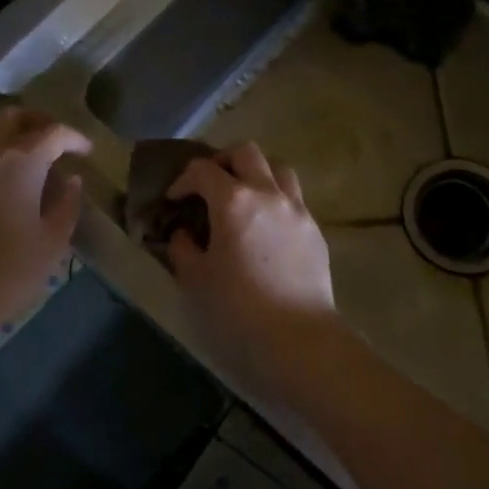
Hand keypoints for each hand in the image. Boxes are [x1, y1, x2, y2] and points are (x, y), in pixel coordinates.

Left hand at [0, 107, 90, 363]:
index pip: (54, 132)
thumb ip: (67, 204)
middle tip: (55, 145)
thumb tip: (70, 180)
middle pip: (14, 118)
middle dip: (38, 124)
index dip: (74, 138)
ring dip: (9, 138)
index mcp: (20, 161)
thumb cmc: (3, 274)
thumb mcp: (51, 244)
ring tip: (25, 165)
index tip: (86, 151)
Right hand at [165, 143, 340, 394]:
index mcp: (234, 201)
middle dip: (223, 161)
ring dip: (257, 173)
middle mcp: (268, 193)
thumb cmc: (238, 308)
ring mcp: (297, 209)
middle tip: (209, 185)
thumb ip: (183, 249)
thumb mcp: (196, 280)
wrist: (297, 336)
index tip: (174, 200)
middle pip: (246, 152)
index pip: (202, 170)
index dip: (183, 180)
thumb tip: (183, 233)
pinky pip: (293, 199)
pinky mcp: (315, 229)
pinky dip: (275, 200)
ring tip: (243, 198)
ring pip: (278, 168)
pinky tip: (266, 228)